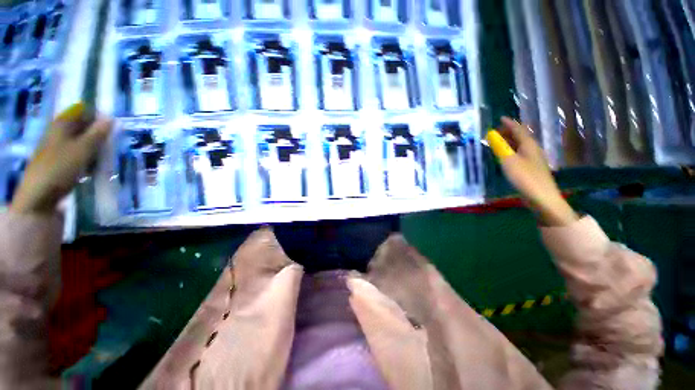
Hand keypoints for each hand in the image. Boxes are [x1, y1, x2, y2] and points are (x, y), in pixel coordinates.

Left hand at [10, 103, 112, 214]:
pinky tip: (92, 167)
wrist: (39, 196)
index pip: (83, 111)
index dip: (98, 117)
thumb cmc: (60, 168)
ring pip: (81, 141)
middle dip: (98, 134)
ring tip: (103, 158)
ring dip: (94, 147)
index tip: (112, 129)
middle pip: (82, 126)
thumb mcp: (83, 149)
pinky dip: (87, 157)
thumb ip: (98, 133)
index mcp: (62, 123)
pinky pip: (77, 153)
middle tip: (109, 145)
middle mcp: (58, 131)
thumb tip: (111, 118)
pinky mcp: (58, 160)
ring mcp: (57, 146)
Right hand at [486, 117, 577, 225]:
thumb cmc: (524, 177)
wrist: (542, 197)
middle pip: (520, 136)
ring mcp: (533, 159)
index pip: (518, 129)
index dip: (509, 123)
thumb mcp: (508, 161)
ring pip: (520, 146)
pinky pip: (519, 154)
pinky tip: (505, 157)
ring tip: (497, 143)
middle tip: (494, 133)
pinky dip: (510, 151)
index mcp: (529, 145)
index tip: (500, 118)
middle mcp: (533, 149)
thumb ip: (500, 147)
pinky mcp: (531, 168)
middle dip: (508, 132)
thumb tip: (492, 136)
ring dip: (509, 142)